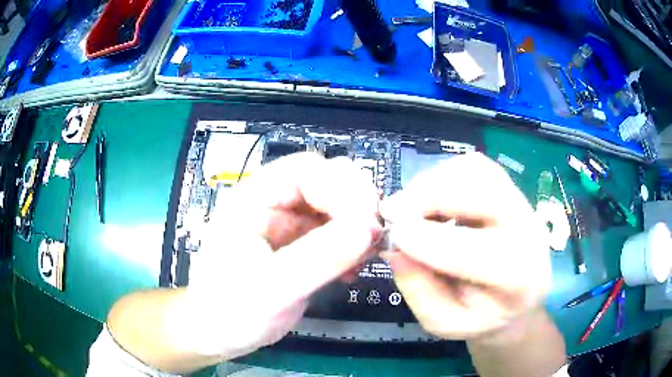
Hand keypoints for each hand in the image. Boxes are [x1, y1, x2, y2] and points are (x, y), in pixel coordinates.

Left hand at [182, 153, 380, 357]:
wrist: (217, 333)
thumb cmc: (229, 310)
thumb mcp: (271, 288)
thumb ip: (318, 258)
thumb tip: (368, 230)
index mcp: (253, 199)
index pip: (305, 170)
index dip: (342, 188)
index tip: (368, 223)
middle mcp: (272, 203)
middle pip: (325, 181)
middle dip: (356, 203)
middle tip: (374, 235)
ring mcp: (288, 224)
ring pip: (336, 206)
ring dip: (358, 225)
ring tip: (366, 255)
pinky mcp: (301, 245)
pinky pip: (336, 232)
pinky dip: (352, 244)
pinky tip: (354, 268)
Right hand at [380, 153, 550, 340]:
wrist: (520, 296)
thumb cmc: (483, 316)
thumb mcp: (445, 323)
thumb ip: (420, 292)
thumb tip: (395, 249)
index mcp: (517, 277)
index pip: (473, 251)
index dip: (427, 239)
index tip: (393, 234)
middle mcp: (527, 230)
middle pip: (480, 194)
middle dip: (429, 198)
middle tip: (394, 211)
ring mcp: (521, 202)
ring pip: (475, 171)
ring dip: (433, 183)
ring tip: (412, 206)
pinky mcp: (509, 187)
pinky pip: (473, 164)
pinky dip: (444, 174)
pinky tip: (432, 197)